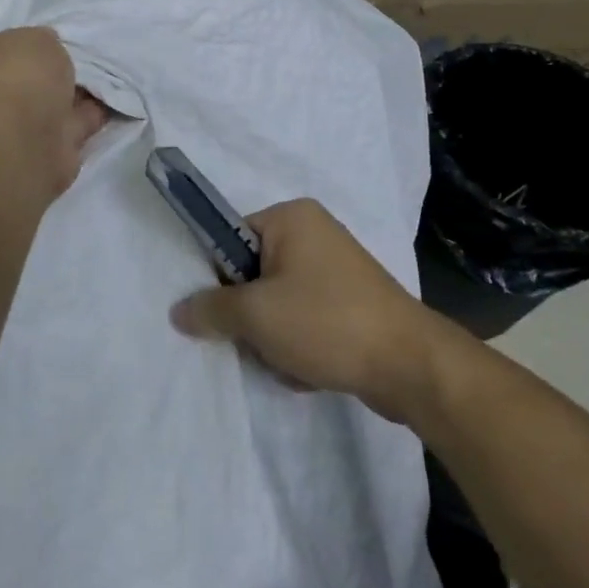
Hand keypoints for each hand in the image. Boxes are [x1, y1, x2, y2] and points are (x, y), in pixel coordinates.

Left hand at [0, 27, 108, 193]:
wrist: (23, 142)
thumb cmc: (18, 77)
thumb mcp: (35, 38)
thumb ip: (42, 39)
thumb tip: (46, 45)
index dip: (22, 45)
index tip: (50, 42)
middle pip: (22, 79)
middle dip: (48, 74)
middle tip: (81, 61)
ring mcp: (11, 128)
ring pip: (47, 106)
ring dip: (72, 97)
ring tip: (105, 80)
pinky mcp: (40, 152)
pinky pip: (69, 127)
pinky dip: (88, 118)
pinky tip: (111, 104)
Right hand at [169, 198, 435, 422]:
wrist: (410, 366)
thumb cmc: (326, 322)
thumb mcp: (256, 315)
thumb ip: (210, 309)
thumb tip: (178, 311)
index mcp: (292, 217)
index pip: (232, 238)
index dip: (221, 278)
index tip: (224, 312)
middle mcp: (315, 233)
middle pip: (254, 275)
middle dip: (251, 316)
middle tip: (258, 340)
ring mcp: (337, 269)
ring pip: (278, 303)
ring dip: (274, 338)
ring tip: (289, 360)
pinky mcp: (351, 303)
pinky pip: (305, 319)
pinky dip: (300, 345)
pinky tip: (309, 370)